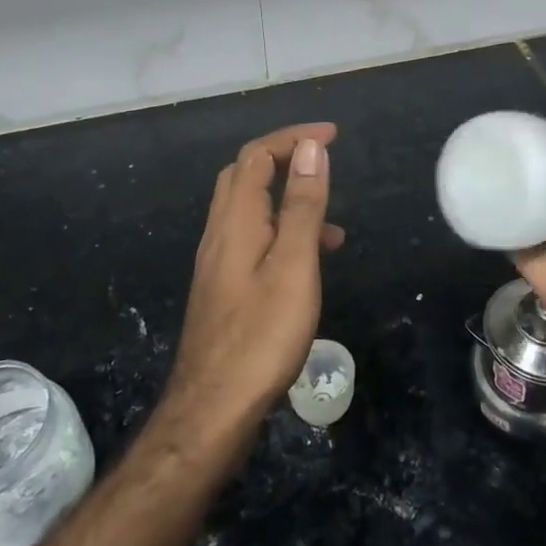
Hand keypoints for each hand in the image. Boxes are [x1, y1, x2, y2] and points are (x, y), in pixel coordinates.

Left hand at [166, 123, 342, 431]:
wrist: (212, 410)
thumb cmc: (261, 335)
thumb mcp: (294, 265)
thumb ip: (303, 205)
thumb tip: (311, 148)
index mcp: (236, 221)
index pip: (257, 156)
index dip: (292, 138)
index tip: (332, 135)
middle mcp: (220, 233)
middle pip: (245, 175)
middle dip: (284, 157)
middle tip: (324, 161)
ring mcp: (218, 262)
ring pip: (249, 209)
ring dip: (287, 198)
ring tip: (333, 224)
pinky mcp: (223, 288)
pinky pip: (253, 239)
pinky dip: (282, 232)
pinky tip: (308, 264)